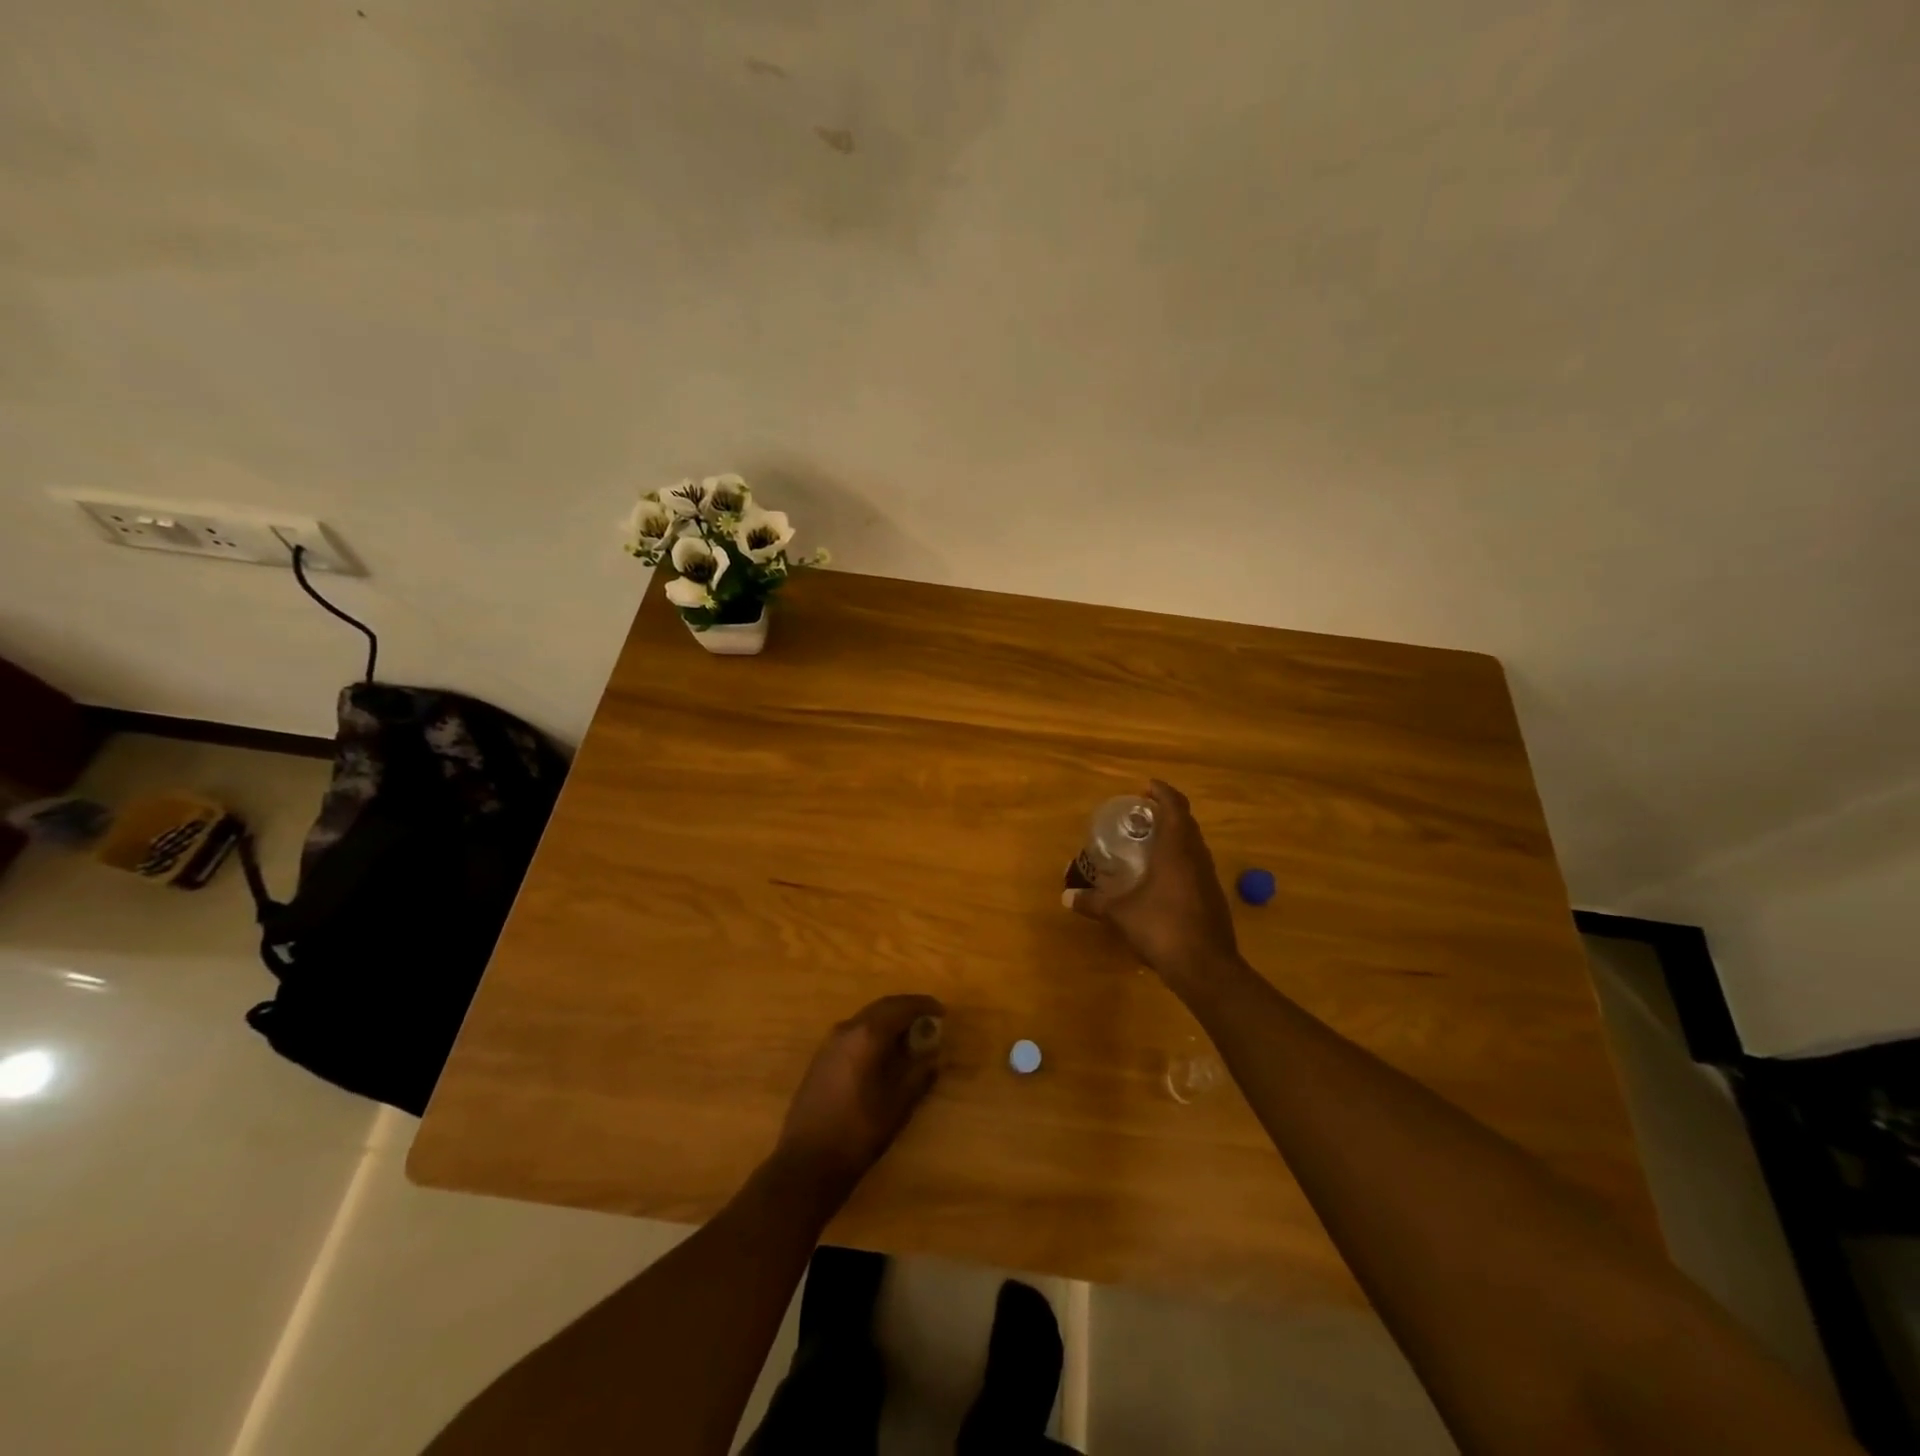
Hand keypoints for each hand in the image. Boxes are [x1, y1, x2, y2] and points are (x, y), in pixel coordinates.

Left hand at [773, 994, 944, 1197]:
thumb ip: (919, 1074)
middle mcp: (846, 1030)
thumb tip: (933, 1055)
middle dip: (906, 1009)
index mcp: (867, 1035)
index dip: (923, 1006)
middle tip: (927, 1019)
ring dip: (888, 1021)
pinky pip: (852, 1034)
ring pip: (865, 1019)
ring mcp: (829, 1044)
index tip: (941, 1012)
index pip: (900, 1007)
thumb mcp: (898, 1105)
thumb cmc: (858, 1132)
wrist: (807, 1163)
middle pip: (881, 1008)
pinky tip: (881, 1053)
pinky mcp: (820, 1060)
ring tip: (908, 1036)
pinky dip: (872, 1034)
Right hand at [1069, 780, 1240, 987]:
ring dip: (1175, 837)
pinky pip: (1196, 866)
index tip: (1146, 787)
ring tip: (1149, 843)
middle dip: (1167, 813)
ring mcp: (1209, 879)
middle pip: (1187, 823)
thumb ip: (1094, 902)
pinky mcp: (1213, 898)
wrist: (1206, 968)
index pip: (1175, 807)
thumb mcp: (1120, 914)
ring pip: (1194, 845)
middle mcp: (1197, 858)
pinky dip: (1180, 860)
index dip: (1162, 792)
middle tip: (1142, 814)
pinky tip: (1162, 877)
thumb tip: (1066, 896)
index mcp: (1177, 850)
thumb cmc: (1162, 928)